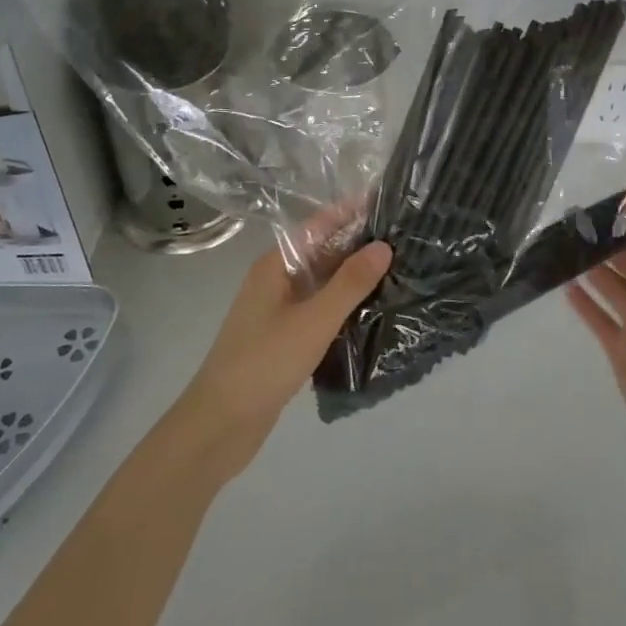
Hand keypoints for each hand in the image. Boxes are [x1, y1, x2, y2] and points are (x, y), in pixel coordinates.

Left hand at [172, 212, 390, 481]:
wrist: (219, 425)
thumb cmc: (264, 363)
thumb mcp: (313, 320)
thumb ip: (350, 283)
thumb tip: (384, 245)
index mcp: (276, 265)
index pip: (319, 225)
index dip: (350, 211)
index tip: (387, 200)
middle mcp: (276, 281)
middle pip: (322, 252)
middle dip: (358, 244)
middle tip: (405, 238)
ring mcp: (279, 311)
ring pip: (322, 284)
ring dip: (354, 278)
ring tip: (399, 270)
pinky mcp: (284, 339)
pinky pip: (320, 311)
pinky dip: (344, 307)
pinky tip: (373, 313)